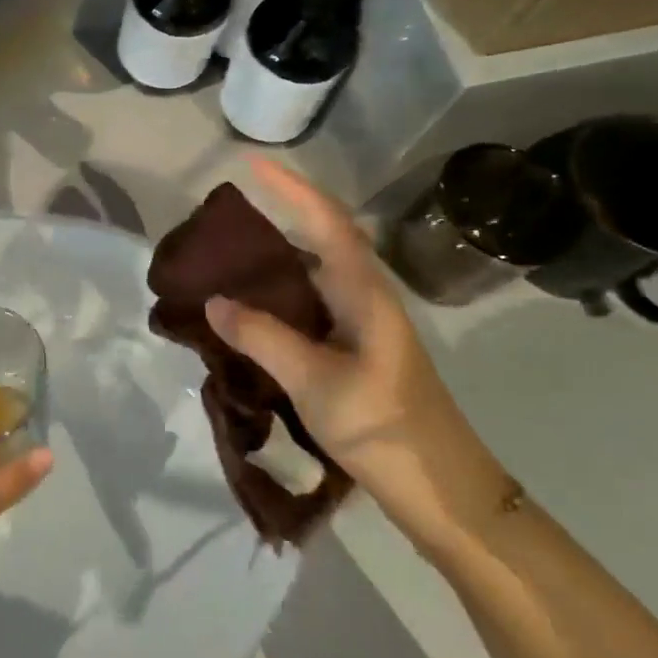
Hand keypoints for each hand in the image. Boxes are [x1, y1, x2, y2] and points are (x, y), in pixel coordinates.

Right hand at [203, 158, 510, 546]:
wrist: (444, 493)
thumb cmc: (385, 429)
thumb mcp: (316, 382)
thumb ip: (263, 338)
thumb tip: (213, 301)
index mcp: (364, 293)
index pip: (326, 222)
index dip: (291, 188)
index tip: (252, 164)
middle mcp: (364, 298)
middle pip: (320, 240)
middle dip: (278, 218)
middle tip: (225, 219)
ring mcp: (361, 327)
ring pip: (313, 276)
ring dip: (275, 260)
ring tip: (226, 259)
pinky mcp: (355, 353)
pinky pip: (310, 307)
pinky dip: (278, 298)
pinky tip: (250, 313)